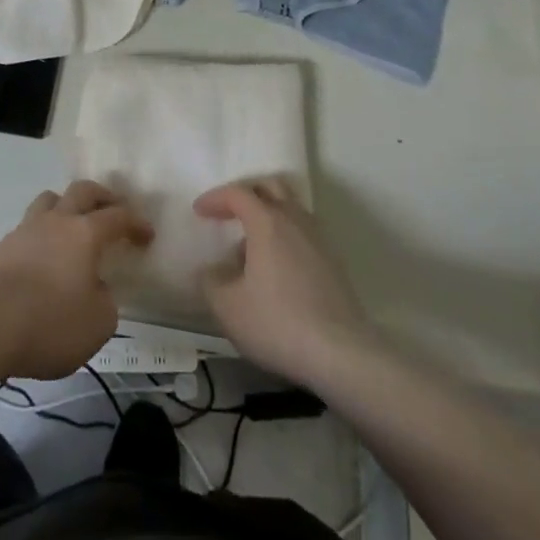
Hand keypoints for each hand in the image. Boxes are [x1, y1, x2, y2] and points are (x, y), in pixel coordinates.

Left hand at [0, 180, 153, 380]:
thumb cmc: (50, 322)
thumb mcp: (97, 324)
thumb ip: (105, 302)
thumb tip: (96, 289)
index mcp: (85, 233)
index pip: (118, 216)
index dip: (136, 223)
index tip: (147, 235)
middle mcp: (57, 220)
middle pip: (82, 191)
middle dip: (102, 196)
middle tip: (113, 210)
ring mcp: (25, 230)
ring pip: (50, 200)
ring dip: (66, 206)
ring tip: (73, 227)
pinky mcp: (2, 248)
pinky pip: (28, 228)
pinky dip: (42, 235)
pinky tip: (43, 259)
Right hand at [195, 179, 373, 387]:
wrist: (341, 353)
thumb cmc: (278, 323)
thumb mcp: (228, 308)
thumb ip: (211, 282)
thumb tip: (210, 270)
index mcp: (267, 221)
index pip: (237, 193)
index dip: (215, 198)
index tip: (199, 211)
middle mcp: (294, 219)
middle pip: (270, 187)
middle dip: (246, 194)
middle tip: (229, 213)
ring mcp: (318, 238)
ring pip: (290, 208)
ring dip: (268, 215)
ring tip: (252, 246)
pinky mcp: (333, 261)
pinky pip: (303, 232)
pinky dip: (285, 236)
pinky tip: (277, 268)